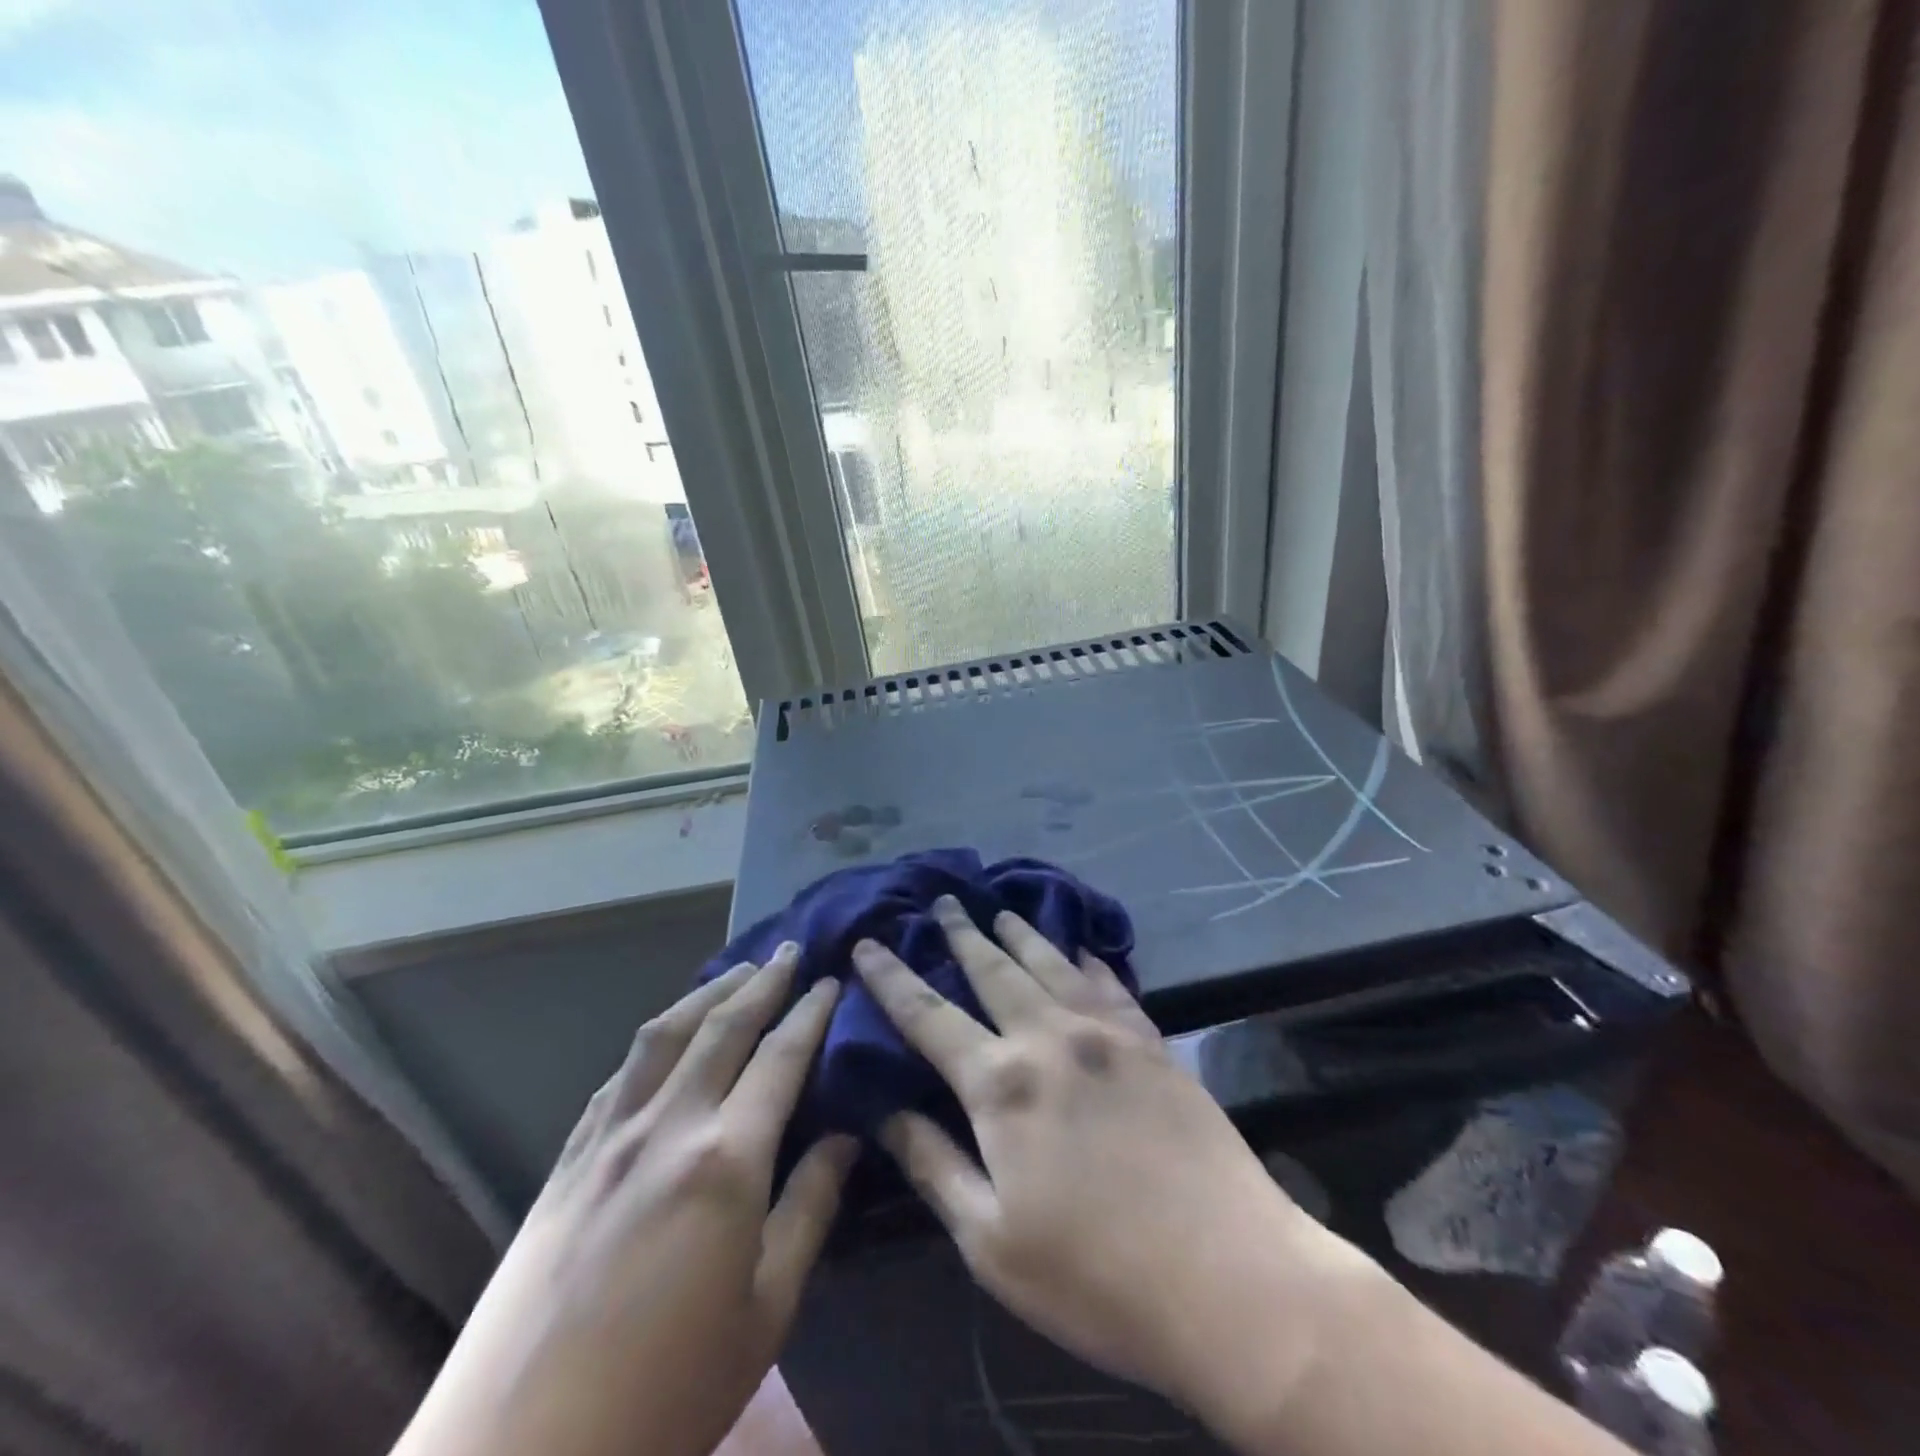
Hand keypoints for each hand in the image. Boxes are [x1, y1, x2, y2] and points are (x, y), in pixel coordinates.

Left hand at [395, 946, 854, 1455]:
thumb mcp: (766, 1314)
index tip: (831, 981)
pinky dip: (654, 1041)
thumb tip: (846, 1137)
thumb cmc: (666, 1397)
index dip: (810, 1013)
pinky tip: (665, 1040)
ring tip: (737, 973)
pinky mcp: (566, 1161)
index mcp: (725, 1160)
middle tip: (791, 951)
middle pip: (722, 1027)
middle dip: (763, 982)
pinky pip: (619, 1076)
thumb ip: (809, 1210)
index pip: (780, 1058)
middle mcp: (667, 1126)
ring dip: (706, 993)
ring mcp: (608, 1138)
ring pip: (663, 1035)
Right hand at [852, 898, 1368, 1429]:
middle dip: (961, 934)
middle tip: (942, 901)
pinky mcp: (1153, 1042)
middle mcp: (1050, 1037)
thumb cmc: (1096, 1276)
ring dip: (1020, 934)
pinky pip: (1111, 984)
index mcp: (1002, 1083)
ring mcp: (1107, 1033)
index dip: (892, 978)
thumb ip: (934, 1165)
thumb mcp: (991, 1241)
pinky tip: (1081, 949)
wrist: (1230, 1278)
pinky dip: (1087, 960)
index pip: (929, 1015)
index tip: (867, 944)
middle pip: (993, 970)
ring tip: (1000, 910)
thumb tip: (885, 1112)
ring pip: (1051, 964)